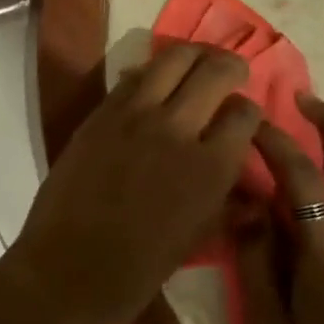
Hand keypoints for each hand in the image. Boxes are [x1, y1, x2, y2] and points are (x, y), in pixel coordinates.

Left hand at [6, 44, 260, 323]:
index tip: (243, 117)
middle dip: (231, 67)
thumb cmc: (139, 269)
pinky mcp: (101, 112)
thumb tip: (254, 191)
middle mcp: (178, 128)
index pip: (245, 114)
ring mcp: (135, 115)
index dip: (249, 111)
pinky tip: (154, 82)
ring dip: (193, 55)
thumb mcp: (198, 238)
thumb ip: (229, 205)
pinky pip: (134, 76)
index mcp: (211, 167)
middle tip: (230, 72)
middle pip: (215, 71)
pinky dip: (151, 71)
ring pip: (174, 58)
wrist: (69, 268)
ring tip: (197, 62)